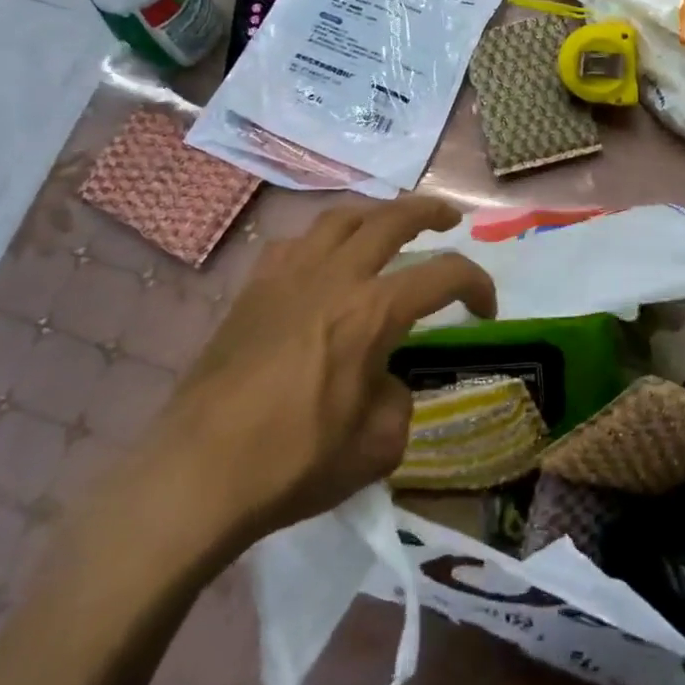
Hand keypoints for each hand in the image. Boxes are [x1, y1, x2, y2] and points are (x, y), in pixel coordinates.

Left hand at [113, 196, 496, 561]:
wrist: (197, 472)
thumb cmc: (294, 462)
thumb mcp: (377, 447)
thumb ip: (399, 401)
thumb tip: (385, 381)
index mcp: (373, 311)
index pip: (445, 274)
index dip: (478, 284)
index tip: (486, 310)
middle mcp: (334, 276)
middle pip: (392, 218)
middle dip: (430, 211)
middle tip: (448, 219)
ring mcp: (287, 275)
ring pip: (340, 217)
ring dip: (375, 213)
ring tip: (387, 224)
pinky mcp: (252, 288)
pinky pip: (294, 242)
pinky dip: (321, 240)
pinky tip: (322, 259)